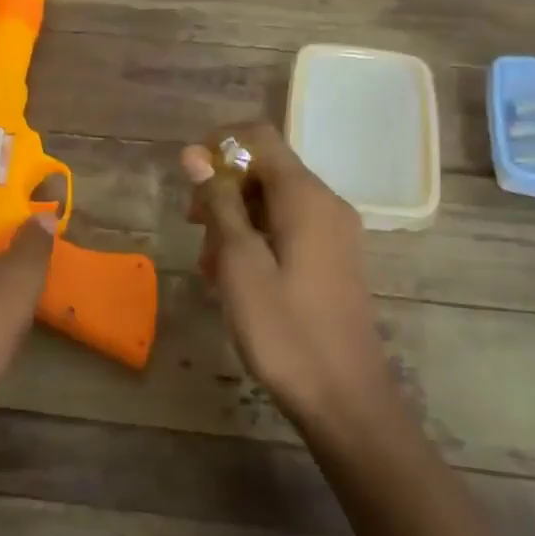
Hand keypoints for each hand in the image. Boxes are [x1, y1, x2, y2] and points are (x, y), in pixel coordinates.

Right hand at [181, 122, 393, 420]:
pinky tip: (236, 279)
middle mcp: (326, 203)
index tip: (189, 181)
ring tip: (211, 266)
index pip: (259, 136)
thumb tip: (195, 154)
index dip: (218, 146)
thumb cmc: (285, 331)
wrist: (346, 398)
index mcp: (305, 196)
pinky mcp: (333, 259)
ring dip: (235, 220)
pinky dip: (256, 240)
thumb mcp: (239, 264)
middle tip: (193, 229)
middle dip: (223, 189)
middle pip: (266, 169)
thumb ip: (219, 203)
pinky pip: (288, 229)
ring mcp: (334, 232)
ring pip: (273, 202)